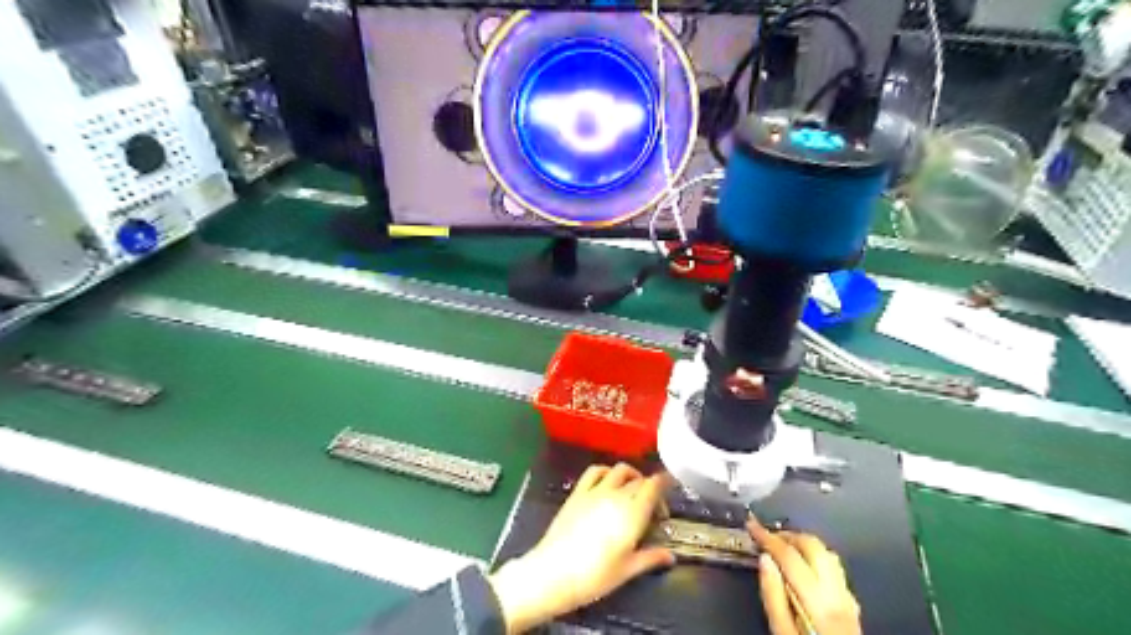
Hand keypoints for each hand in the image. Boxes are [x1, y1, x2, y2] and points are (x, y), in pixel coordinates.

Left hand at [490, 464, 673, 632]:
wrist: (553, 572)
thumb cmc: (594, 576)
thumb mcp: (627, 571)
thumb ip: (651, 558)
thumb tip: (670, 556)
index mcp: (633, 513)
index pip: (654, 485)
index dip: (664, 483)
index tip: (669, 492)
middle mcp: (616, 496)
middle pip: (640, 480)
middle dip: (650, 489)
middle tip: (652, 509)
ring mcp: (596, 491)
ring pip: (620, 470)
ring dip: (631, 476)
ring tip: (632, 491)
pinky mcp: (578, 492)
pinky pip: (595, 470)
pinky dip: (606, 471)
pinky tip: (608, 482)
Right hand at [750, 516, 861, 633]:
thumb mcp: (782, 633)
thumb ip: (773, 596)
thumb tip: (764, 559)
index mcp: (817, 602)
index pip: (789, 556)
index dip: (767, 536)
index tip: (751, 525)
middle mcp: (837, 594)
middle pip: (813, 547)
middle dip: (788, 535)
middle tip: (767, 536)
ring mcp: (849, 598)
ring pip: (828, 554)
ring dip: (804, 544)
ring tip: (783, 546)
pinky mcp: (853, 605)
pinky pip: (835, 569)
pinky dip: (816, 558)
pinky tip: (805, 567)